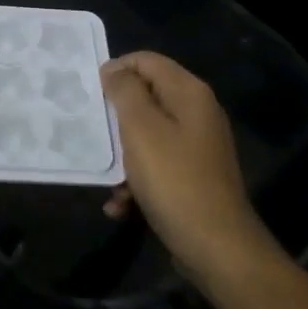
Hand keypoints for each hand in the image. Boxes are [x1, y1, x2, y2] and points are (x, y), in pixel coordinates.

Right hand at [100, 52, 284, 284]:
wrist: (217, 247)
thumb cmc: (174, 180)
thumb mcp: (141, 129)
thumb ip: (125, 92)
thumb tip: (114, 69)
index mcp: (189, 93)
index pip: (146, 60)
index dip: (116, 70)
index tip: (90, 95)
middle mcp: (197, 113)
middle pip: (146, 98)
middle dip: (116, 119)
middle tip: (91, 133)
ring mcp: (197, 146)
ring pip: (147, 135)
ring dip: (123, 157)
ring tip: (109, 180)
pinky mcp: (193, 176)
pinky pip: (157, 165)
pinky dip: (137, 181)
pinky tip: (121, 206)